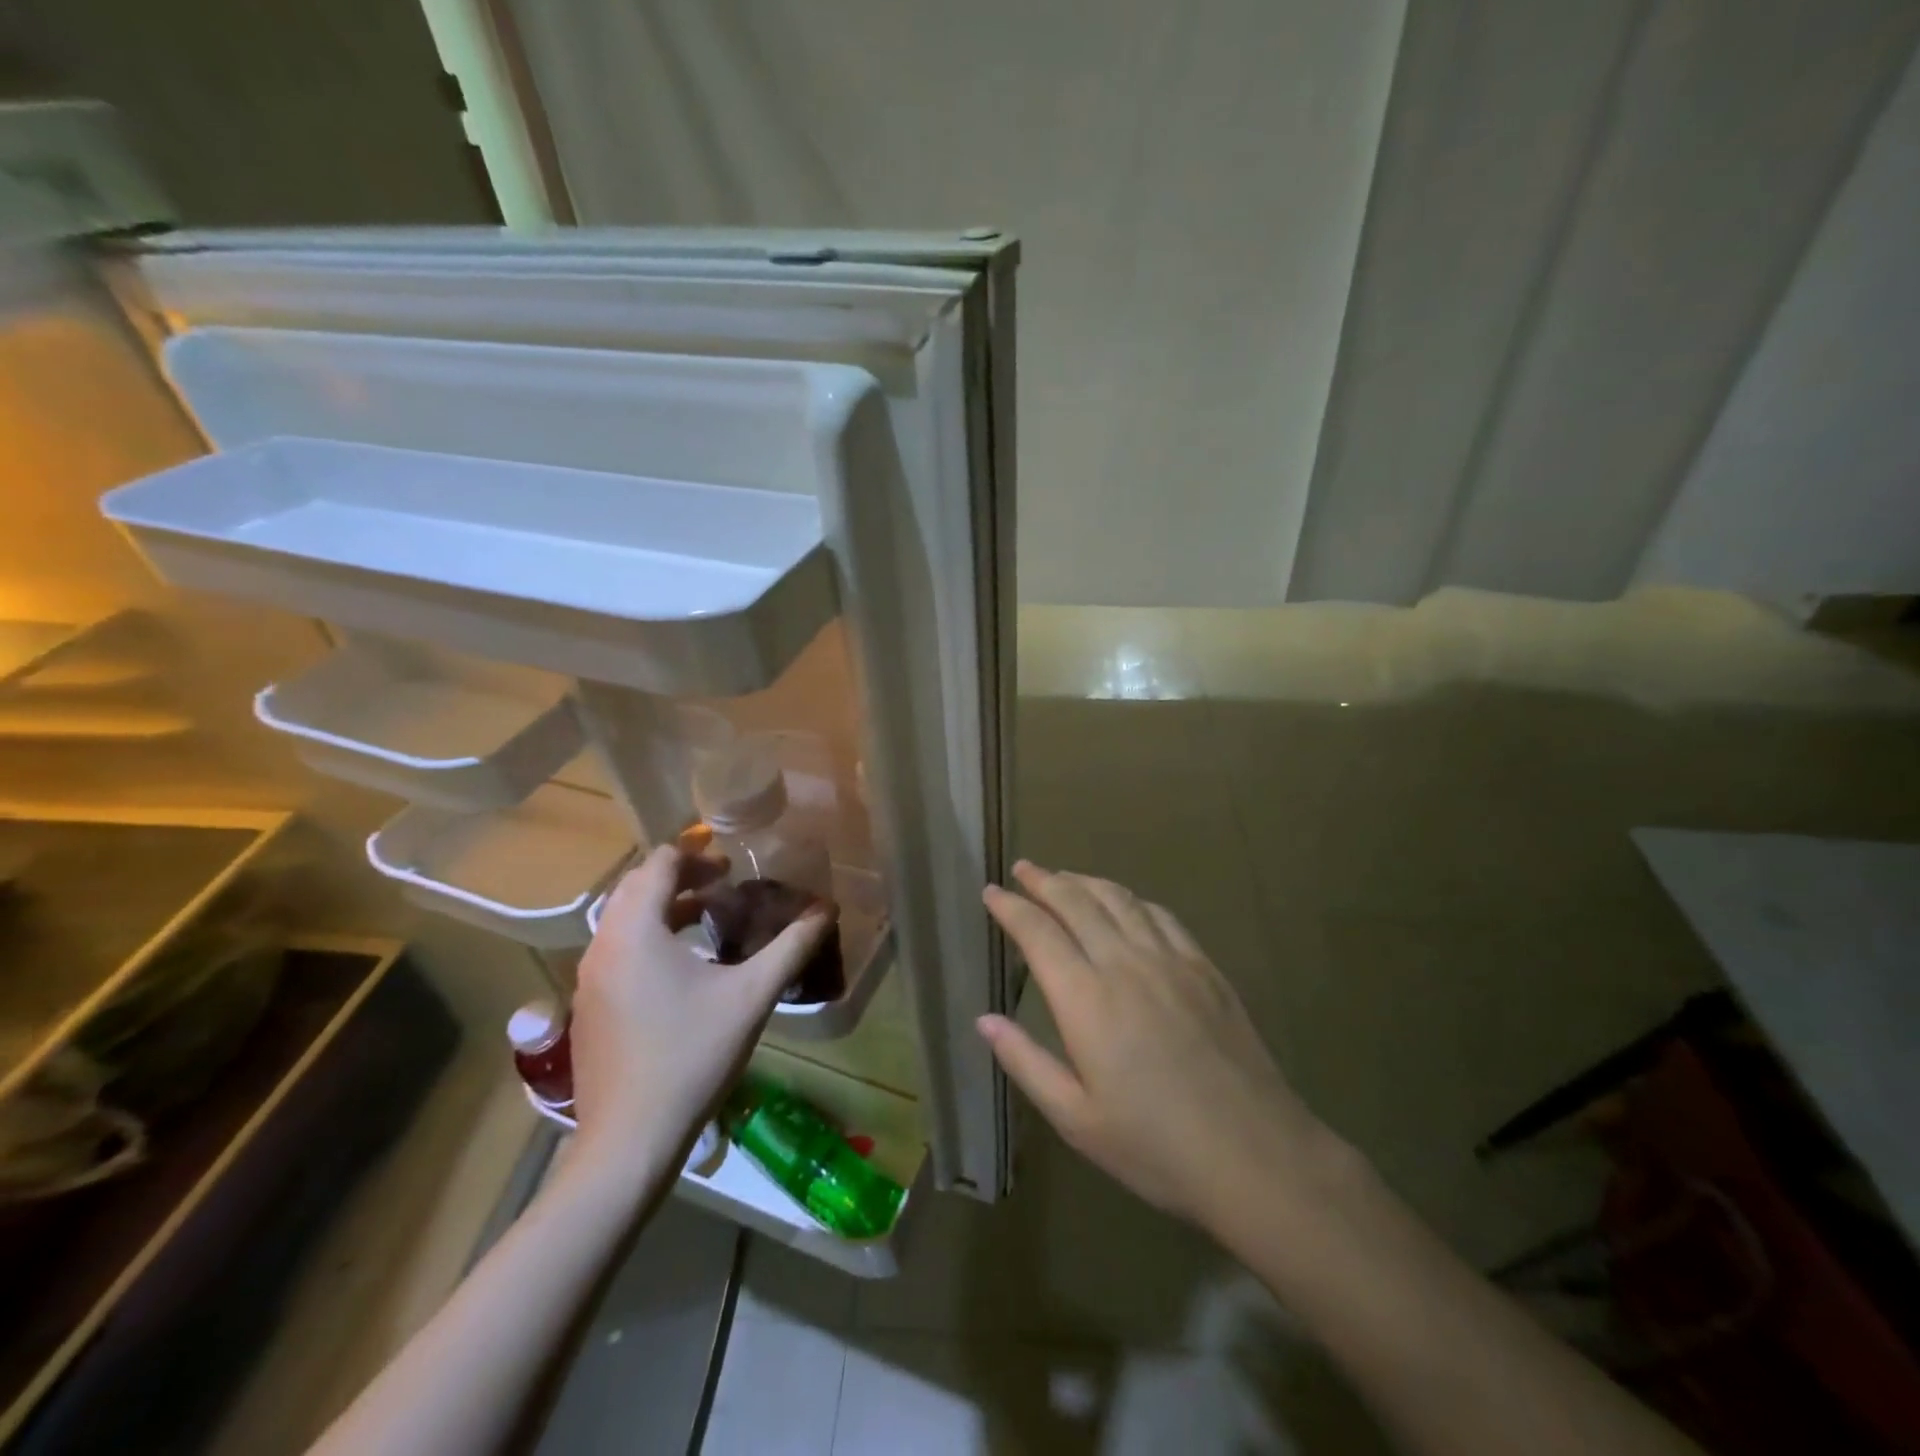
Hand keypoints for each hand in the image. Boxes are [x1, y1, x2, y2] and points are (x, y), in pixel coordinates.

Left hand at [568, 845, 833, 1178]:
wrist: (629, 1141)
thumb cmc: (691, 1056)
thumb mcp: (751, 996)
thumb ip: (791, 947)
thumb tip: (828, 909)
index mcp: (635, 931)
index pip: (658, 864)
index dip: (695, 853)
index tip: (731, 860)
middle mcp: (602, 946)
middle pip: (636, 887)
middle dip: (681, 876)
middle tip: (725, 883)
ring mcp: (589, 979)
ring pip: (624, 920)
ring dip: (664, 907)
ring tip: (708, 919)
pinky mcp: (588, 1007)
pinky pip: (617, 950)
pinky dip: (648, 937)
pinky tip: (683, 968)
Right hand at [978, 861, 1344, 1231]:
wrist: (1254, 1154)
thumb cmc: (1155, 1147)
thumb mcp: (1076, 1119)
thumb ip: (1026, 1062)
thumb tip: (984, 1020)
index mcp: (1085, 999)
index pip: (1038, 932)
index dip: (1010, 907)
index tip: (991, 891)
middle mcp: (1124, 964)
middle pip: (1077, 902)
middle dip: (1044, 881)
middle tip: (1023, 868)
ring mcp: (1169, 960)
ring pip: (1119, 900)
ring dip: (1085, 881)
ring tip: (1065, 877)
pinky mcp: (1204, 968)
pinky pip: (1161, 916)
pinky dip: (1132, 900)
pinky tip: (1126, 903)